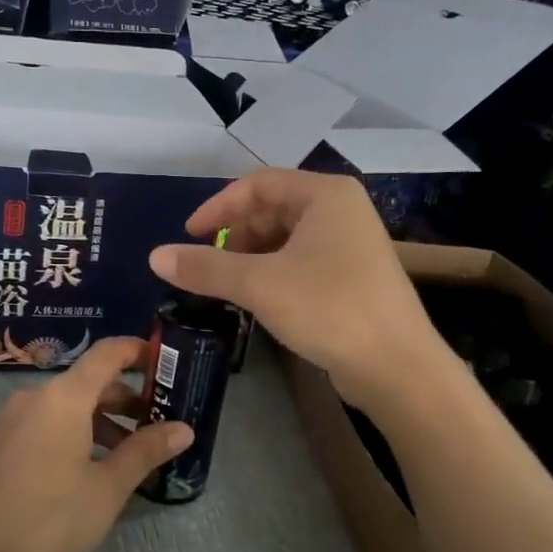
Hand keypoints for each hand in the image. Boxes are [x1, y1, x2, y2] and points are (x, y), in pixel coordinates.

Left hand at [0, 336, 193, 551]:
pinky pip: (46, 425)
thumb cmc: (49, 518)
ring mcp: (13, 421)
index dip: (138, 351)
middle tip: (160, 422)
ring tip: (131, 455)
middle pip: (88, 382)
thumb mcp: (107, 488)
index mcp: (64, 397)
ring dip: (102, 421)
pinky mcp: (1, 445)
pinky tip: (91, 469)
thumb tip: (184, 429)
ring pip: (67, 407)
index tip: (167, 363)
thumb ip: (145, 452)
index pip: (106, 354)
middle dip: (127, 398)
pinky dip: (75, 434)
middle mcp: (35, 398)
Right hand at [149, 169, 439, 407]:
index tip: (188, 235)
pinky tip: (257, 298)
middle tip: (207, 263)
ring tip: (226, 284)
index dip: (218, 207)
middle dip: (235, 234)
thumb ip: (205, 267)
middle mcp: (341, 211)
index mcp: (325, 195)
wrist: (397, 366)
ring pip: (286, 238)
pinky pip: (301, 262)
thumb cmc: (329, 308)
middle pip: (273, 209)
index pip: (258, 184)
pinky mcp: (353, 277)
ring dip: (251, 256)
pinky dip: (273, 272)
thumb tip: (155, 256)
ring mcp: (351, 245)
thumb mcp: (259, 284)